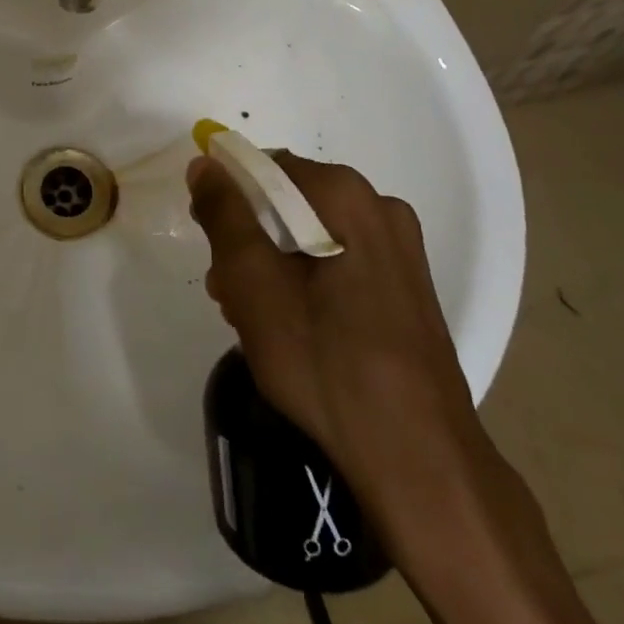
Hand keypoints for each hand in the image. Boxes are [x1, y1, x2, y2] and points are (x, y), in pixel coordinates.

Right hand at [187, 153, 486, 513]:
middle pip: (288, 202)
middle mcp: (380, 208)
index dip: (227, 201)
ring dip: (273, 264)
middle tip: (229, 291)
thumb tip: (206, 164)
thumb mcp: (253, 283)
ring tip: (255, 317)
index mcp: (346, 196)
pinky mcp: (406, 287)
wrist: (418, 459)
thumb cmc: (326, 362)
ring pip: (310, 235)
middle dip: (249, 240)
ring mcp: (400, 250)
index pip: (264, 169)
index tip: (211, 245)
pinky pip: (338, 261)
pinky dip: (306, 281)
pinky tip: (293, 328)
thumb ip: (224, 215)